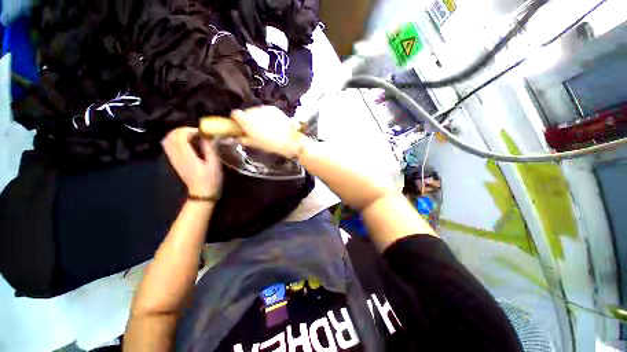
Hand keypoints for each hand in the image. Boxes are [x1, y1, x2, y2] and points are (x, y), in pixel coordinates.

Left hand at [162, 127, 222, 197]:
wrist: (201, 193)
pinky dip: (176, 140)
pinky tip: (188, 144)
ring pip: (168, 139)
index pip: (181, 135)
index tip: (204, 134)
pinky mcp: (174, 161)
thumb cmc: (211, 179)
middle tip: (199, 134)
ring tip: (193, 138)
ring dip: (180, 134)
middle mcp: (176, 155)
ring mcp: (173, 158)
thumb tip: (207, 135)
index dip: (192, 130)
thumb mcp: (214, 164)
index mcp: (186, 155)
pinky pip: (169, 145)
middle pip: (172, 134)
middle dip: (185, 130)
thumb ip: (210, 148)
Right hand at [231, 106, 302, 157]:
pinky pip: (266, 110)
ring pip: (256, 111)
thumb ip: (243, 139)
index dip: (236, 119)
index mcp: (246, 120)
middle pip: (246, 112)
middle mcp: (254, 111)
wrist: (289, 140)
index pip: (235, 114)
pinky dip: (266, 115)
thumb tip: (238, 136)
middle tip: (255, 128)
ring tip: (265, 126)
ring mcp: (264, 108)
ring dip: (258, 117)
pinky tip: (272, 123)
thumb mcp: (254, 144)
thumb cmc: (270, 144)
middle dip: (248, 119)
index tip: (240, 125)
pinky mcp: (273, 108)